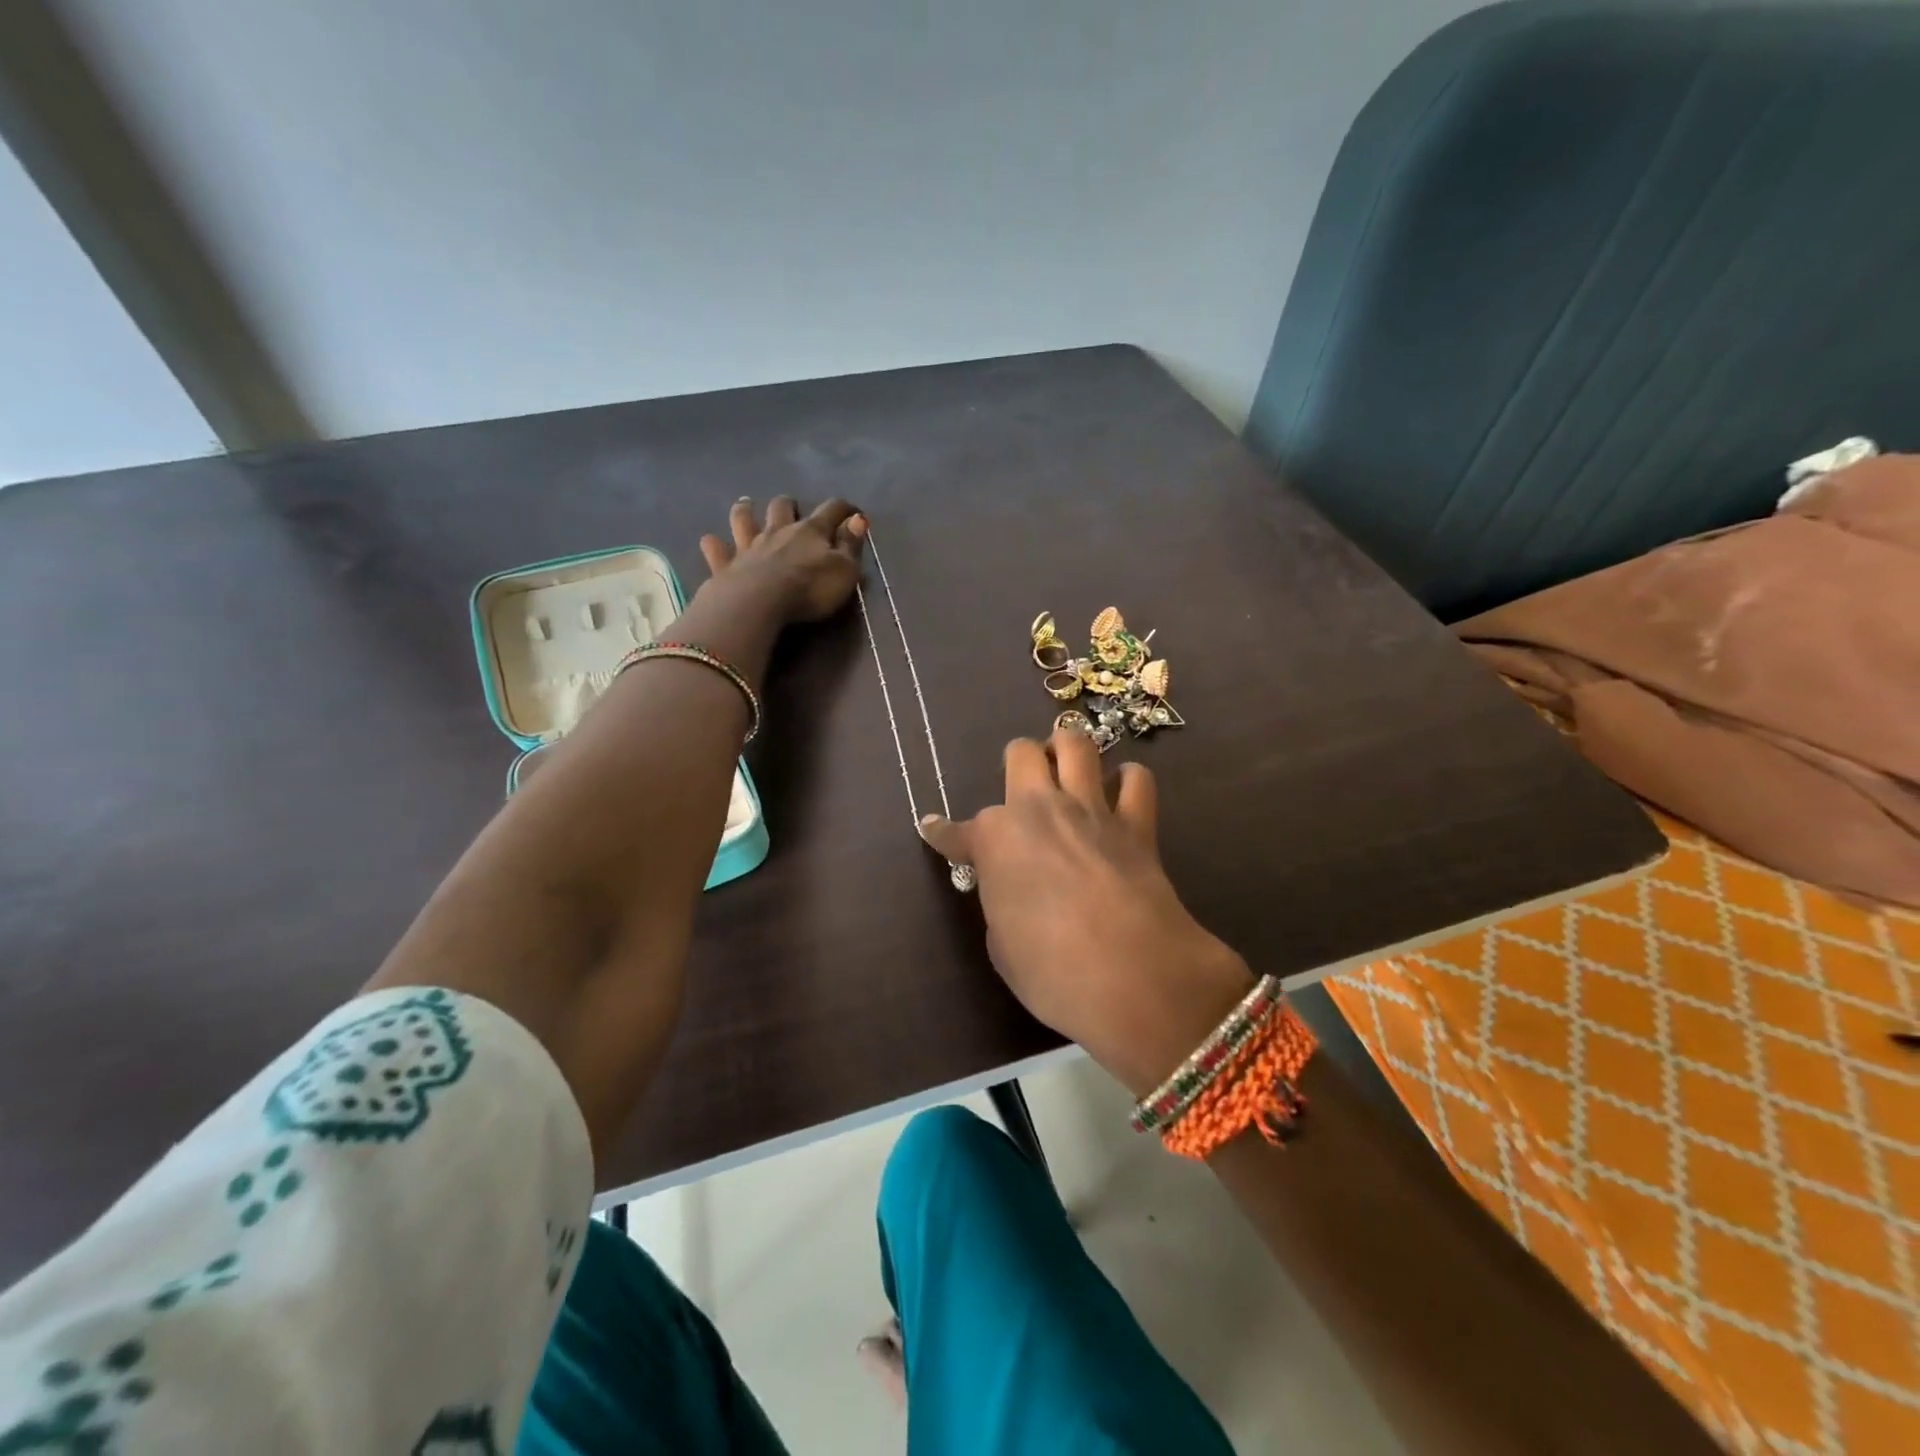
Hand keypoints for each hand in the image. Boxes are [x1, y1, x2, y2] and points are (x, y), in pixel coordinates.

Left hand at [699, 496, 866, 623]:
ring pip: (744, 519)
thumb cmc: (810, 589)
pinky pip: (716, 549)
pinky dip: (714, 544)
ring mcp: (749, 547)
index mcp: (811, 531)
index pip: (831, 510)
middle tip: (790, 506)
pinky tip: (710, 541)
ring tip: (746, 506)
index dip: (844, 509)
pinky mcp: (726, 565)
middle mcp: (778, 531)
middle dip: (787, 504)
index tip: (854, 512)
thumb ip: (851, 545)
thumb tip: (858, 520)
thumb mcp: (844, 570)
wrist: (760, 603)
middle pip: (781, 507)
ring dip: (745, 511)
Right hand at [920, 725, 1253, 1096]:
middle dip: (1017, 763)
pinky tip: (1120, 795)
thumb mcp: (1002, 945)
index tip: (933, 829)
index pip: (956, 832)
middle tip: (1023, 787)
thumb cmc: (1051, 973)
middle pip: (1021, 753)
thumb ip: (1001, 903)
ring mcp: (1090, 811)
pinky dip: (1127, 781)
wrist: (1133, 977)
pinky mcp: (1137, 824)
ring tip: (1067, 767)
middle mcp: (1039, 810)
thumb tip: (1010, 891)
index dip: (942, 834)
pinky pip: (1137, 780)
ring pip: (1076, 744)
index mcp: (995, 841)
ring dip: (1066, 749)